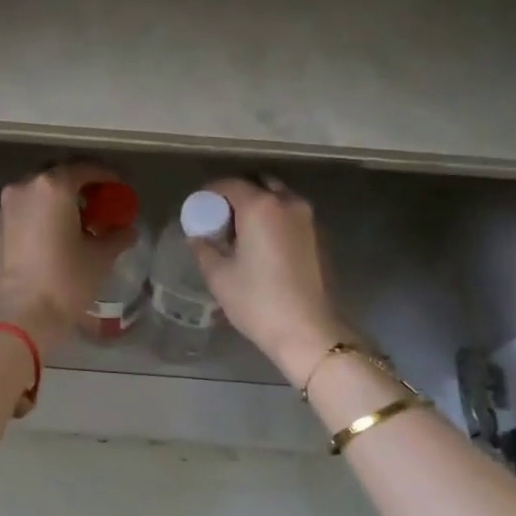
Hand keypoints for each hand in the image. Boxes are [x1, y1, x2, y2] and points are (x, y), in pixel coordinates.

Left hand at [0, 162, 134, 354]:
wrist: (17, 317)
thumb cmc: (64, 281)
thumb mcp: (100, 258)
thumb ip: (116, 236)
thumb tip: (127, 229)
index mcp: (53, 187)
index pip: (85, 169)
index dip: (107, 177)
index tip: (120, 189)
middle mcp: (24, 188)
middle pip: (58, 177)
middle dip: (81, 187)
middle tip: (100, 204)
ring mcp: (6, 208)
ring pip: (38, 194)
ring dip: (59, 202)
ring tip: (79, 223)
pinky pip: (25, 211)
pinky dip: (42, 216)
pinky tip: (56, 236)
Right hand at [192, 178, 350, 385]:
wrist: (306, 330)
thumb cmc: (257, 300)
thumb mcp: (219, 275)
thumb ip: (204, 248)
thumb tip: (197, 236)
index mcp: (260, 206)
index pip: (229, 184)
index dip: (210, 193)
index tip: (198, 208)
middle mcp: (287, 203)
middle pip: (257, 185)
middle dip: (237, 196)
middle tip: (220, 219)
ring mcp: (307, 219)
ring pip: (277, 199)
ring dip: (257, 206)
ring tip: (239, 233)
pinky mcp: (317, 237)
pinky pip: (289, 215)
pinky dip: (273, 220)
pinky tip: (260, 245)